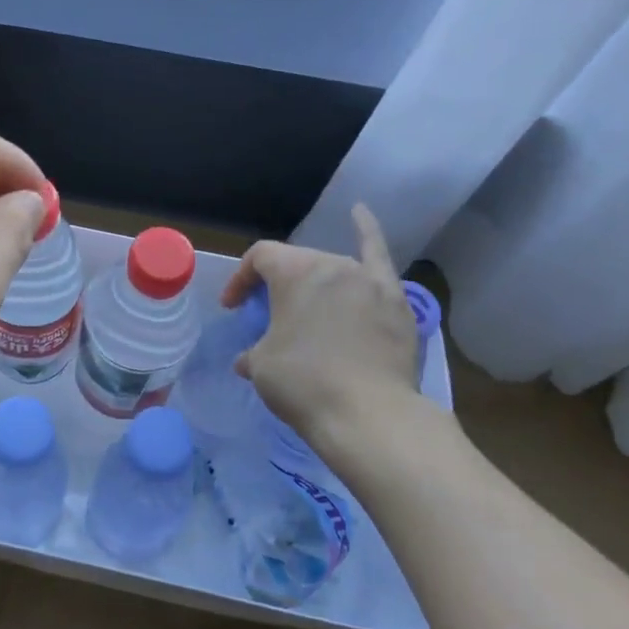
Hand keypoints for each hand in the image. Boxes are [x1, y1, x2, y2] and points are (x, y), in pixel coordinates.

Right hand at [220, 203, 429, 471]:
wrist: (368, 414)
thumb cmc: (303, 383)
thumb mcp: (261, 366)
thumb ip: (253, 352)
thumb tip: (249, 359)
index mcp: (294, 272)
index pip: (259, 258)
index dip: (240, 280)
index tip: (232, 309)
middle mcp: (332, 264)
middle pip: (297, 262)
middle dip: (277, 284)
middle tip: (267, 316)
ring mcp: (369, 281)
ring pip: (334, 269)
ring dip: (316, 283)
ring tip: (308, 303)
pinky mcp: (396, 302)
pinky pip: (379, 257)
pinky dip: (368, 233)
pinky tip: (360, 213)